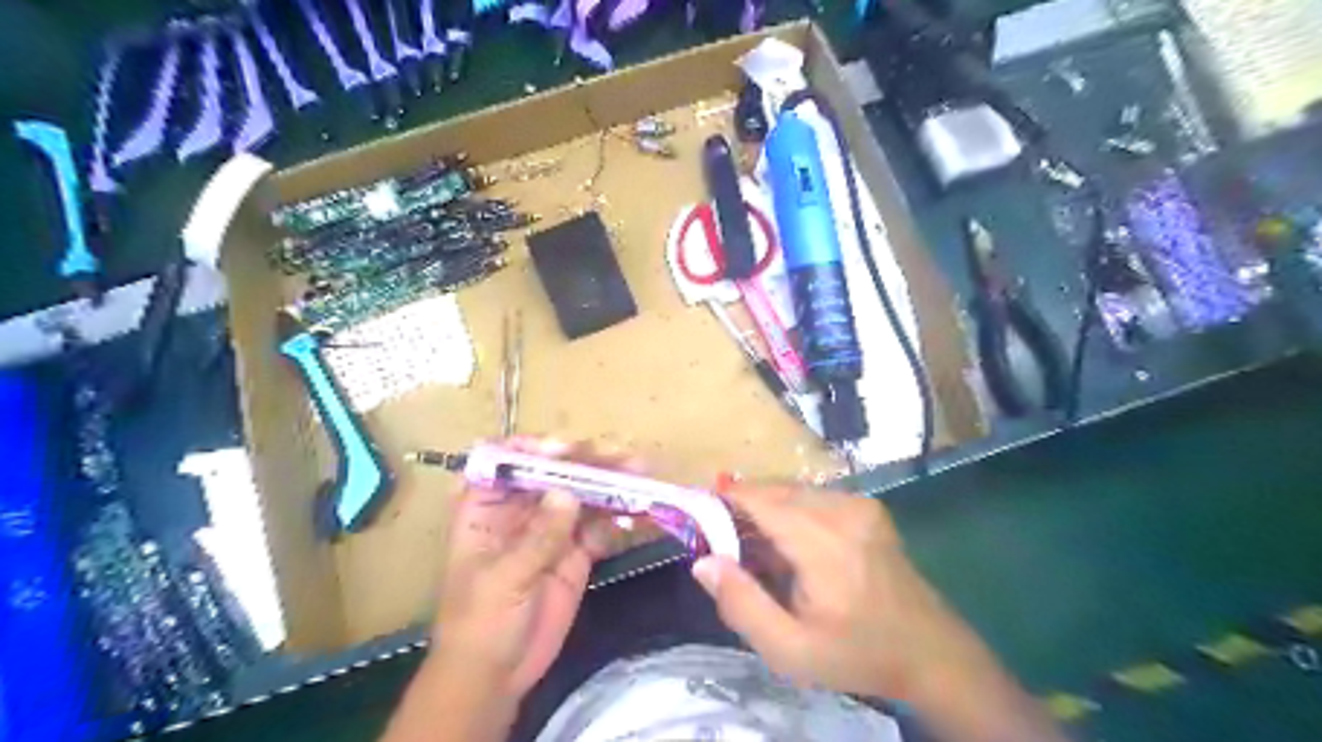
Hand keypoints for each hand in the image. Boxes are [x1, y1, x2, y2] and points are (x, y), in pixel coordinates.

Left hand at [425, 438, 625, 699]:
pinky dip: (620, 517)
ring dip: (611, 482)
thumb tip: (568, 493)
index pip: (506, 461)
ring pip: (583, 494)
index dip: (534, 449)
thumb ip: (537, 538)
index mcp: (487, 507)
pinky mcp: (576, 551)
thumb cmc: (479, 624)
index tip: (564, 450)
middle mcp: (522, 508)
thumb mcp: (502, 580)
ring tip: (641, 472)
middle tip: (620, 455)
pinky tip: (641, 511)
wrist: (496, 676)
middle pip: (554, 472)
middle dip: (586, 460)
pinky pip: (600, 526)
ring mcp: (552, 528)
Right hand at [687, 486, 1066, 741]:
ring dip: (766, 509)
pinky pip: (813, 497)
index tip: (695, 508)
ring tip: (754, 547)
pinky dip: (790, 511)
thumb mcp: (791, 651)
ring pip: (793, 491)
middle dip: (743, 507)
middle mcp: (843, 510)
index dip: (724, 500)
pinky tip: (788, 544)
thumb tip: (703, 562)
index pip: (761, 501)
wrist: (931, 652)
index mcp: (824, 543)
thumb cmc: (857, 654)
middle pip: (775, 490)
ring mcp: (859, 505)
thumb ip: (742, 605)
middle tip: (721, 538)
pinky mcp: (867, 507)